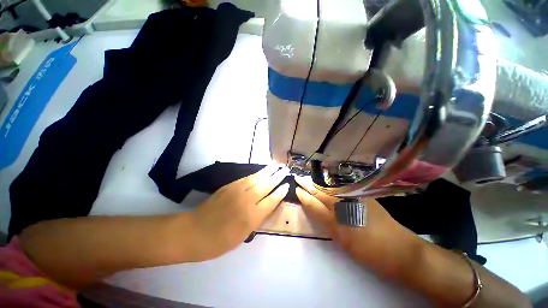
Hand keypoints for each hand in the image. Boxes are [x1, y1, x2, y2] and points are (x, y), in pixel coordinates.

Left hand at [193, 165, 289, 259]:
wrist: (194, 231)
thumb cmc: (220, 241)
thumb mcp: (243, 235)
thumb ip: (257, 219)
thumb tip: (266, 205)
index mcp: (252, 217)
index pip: (271, 201)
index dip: (280, 192)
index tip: (287, 185)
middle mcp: (247, 201)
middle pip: (266, 186)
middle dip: (277, 177)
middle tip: (285, 170)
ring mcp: (237, 191)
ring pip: (256, 178)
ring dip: (267, 171)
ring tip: (276, 165)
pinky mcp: (229, 186)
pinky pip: (246, 178)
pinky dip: (256, 173)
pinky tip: (260, 171)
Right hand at [294, 176, 420, 277]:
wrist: (401, 251)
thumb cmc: (370, 252)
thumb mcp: (343, 242)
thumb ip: (327, 223)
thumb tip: (316, 208)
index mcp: (336, 220)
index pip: (314, 203)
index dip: (304, 196)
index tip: (296, 189)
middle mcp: (344, 204)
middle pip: (320, 191)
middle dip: (308, 184)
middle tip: (298, 178)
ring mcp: (355, 197)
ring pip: (330, 187)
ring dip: (318, 182)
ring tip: (308, 178)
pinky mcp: (364, 195)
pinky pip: (342, 187)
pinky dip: (332, 184)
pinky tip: (327, 182)